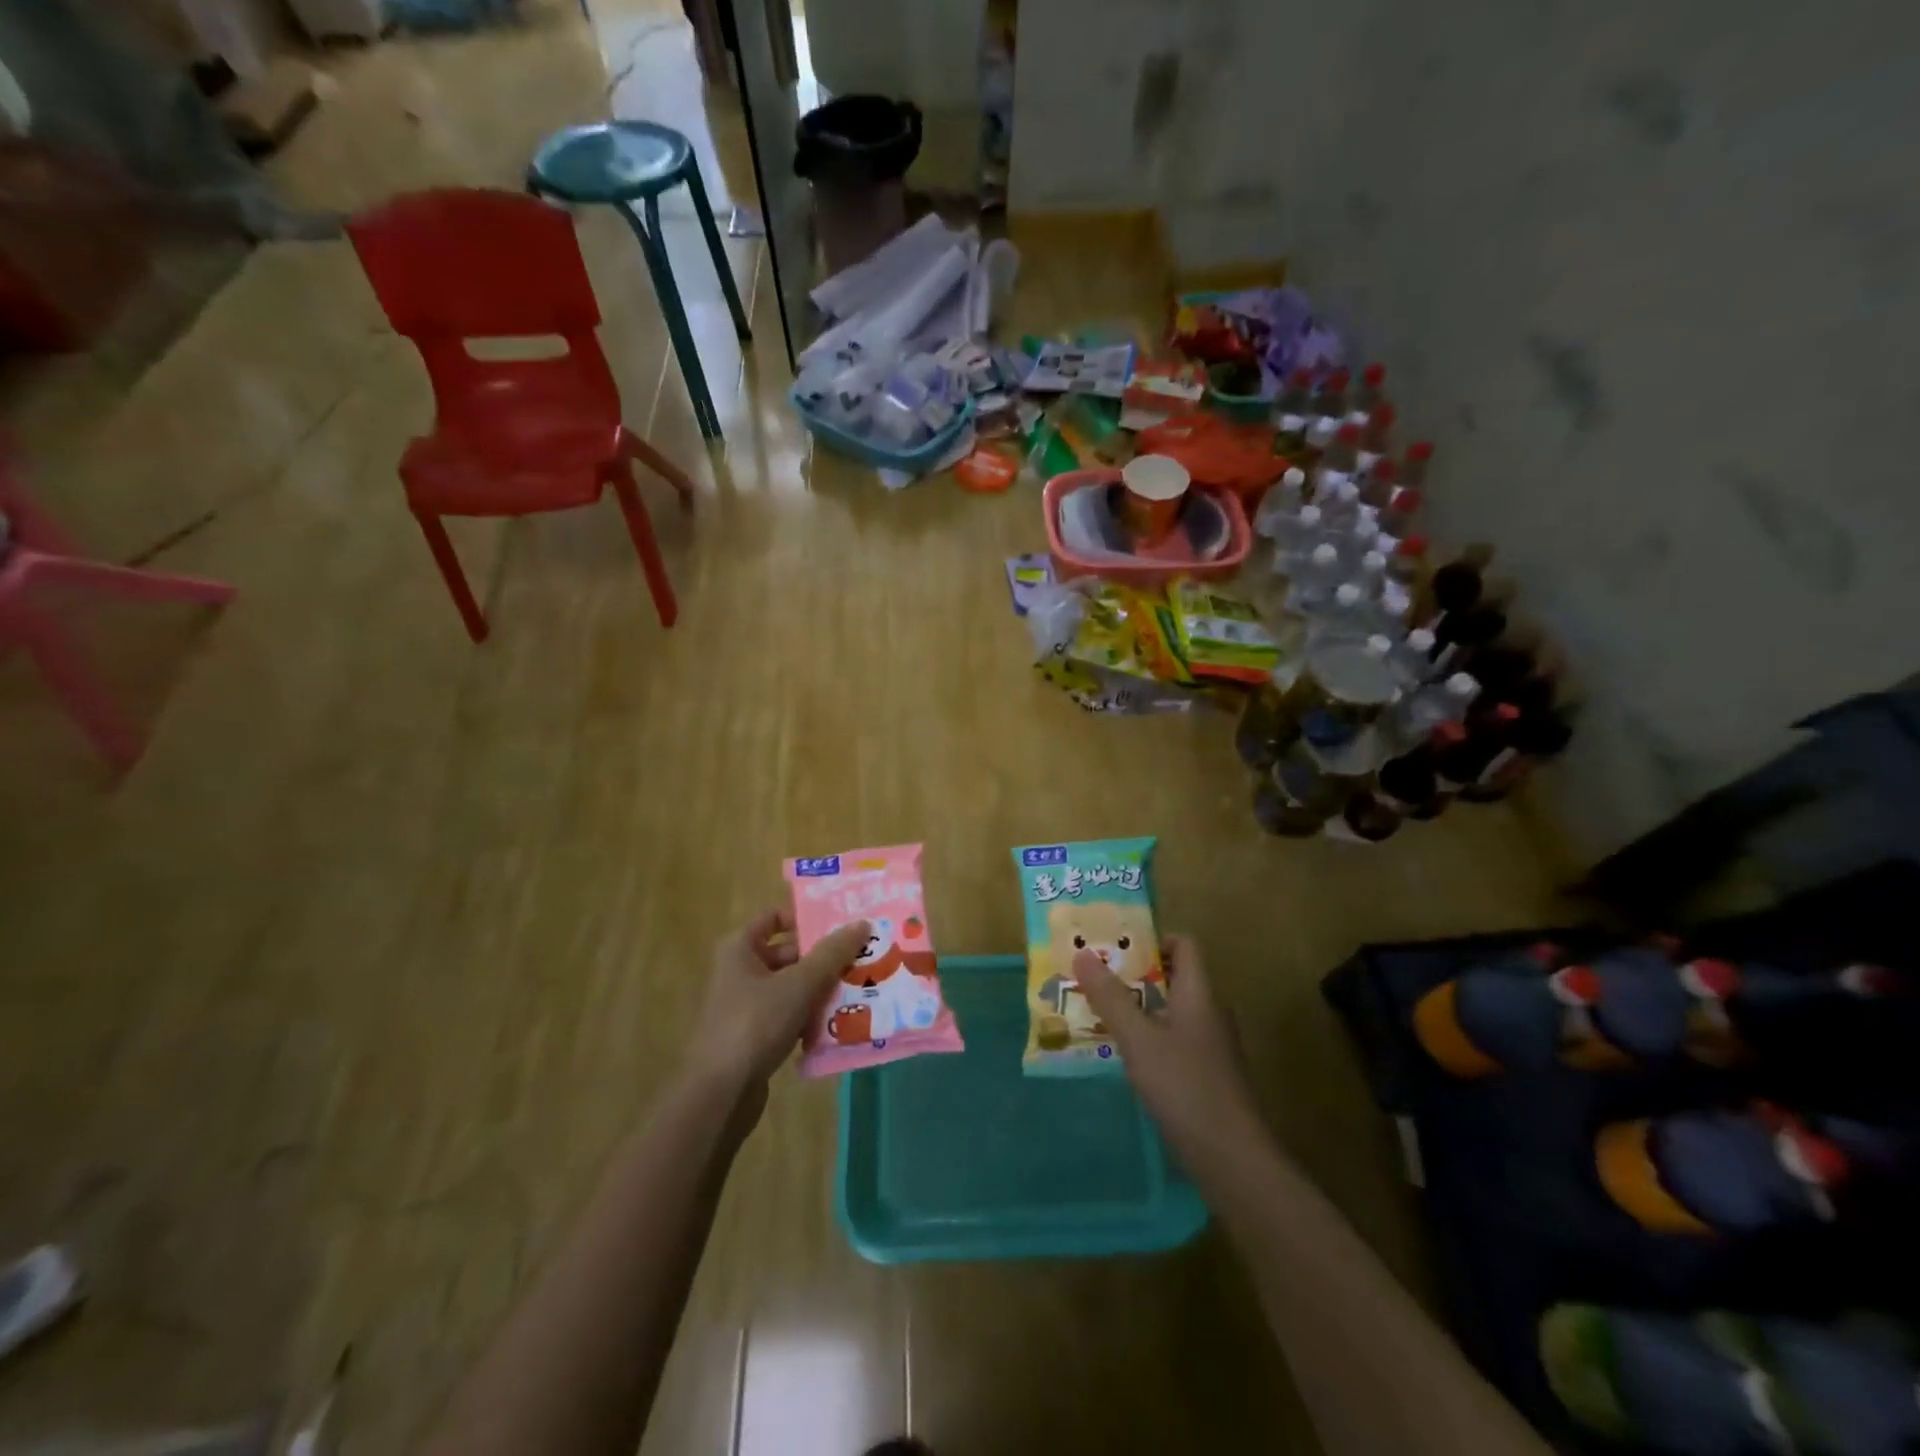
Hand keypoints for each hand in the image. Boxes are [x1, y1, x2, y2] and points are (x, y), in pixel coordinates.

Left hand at [685, 911, 871, 1105]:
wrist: (720, 1093)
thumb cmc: (756, 1023)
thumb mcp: (800, 983)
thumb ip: (833, 952)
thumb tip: (862, 923)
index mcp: (741, 948)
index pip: (775, 918)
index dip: (806, 918)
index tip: (841, 925)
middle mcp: (740, 971)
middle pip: (789, 953)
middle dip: (823, 958)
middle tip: (861, 959)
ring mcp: (745, 1005)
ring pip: (792, 987)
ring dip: (821, 990)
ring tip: (859, 989)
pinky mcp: (754, 1036)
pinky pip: (789, 1016)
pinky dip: (810, 1017)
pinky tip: (839, 1025)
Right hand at [1072, 935, 1263, 1159]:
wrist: (1233, 1160)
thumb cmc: (1185, 1087)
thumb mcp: (1138, 1038)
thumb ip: (1110, 997)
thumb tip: (1081, 953)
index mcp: (1199, 994)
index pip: (1183, 945)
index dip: (1152, 938)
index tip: (1114, 945)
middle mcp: (1210, 1013)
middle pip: (1174, 978)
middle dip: (1134, 974)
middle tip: (1094, 977)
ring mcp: (1211, 1048)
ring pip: (1171, 1012)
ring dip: (1138, 1008)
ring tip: (1097, 1013)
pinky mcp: (1207, 1078)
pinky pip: (1174, 1042)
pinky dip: (1148, 1039)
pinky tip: (1122, 1056)